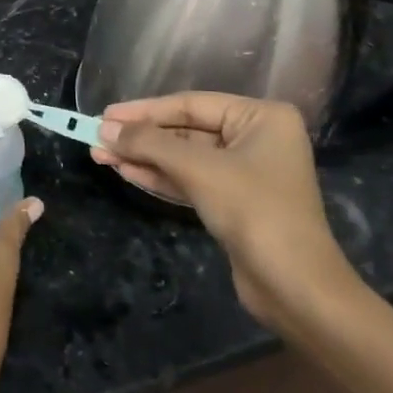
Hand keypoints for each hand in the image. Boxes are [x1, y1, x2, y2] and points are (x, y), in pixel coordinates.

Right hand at [91, 93, 359, 330]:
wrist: (296, 288)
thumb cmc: (254, 211)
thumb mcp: (198, 169)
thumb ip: (150, 144)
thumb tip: (104, 129)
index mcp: (261, 117)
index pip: (191, 104)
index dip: (144, 110)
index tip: (105, 114)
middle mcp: (256, 138)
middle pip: (186, 130)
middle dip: (141, 137)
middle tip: (96, 137)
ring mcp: (246, 172)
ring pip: (184, 157)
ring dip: (144, 157)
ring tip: (101, 155)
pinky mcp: (235, 202)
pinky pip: (191, 180)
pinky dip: (160, 177)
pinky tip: (126, 172)